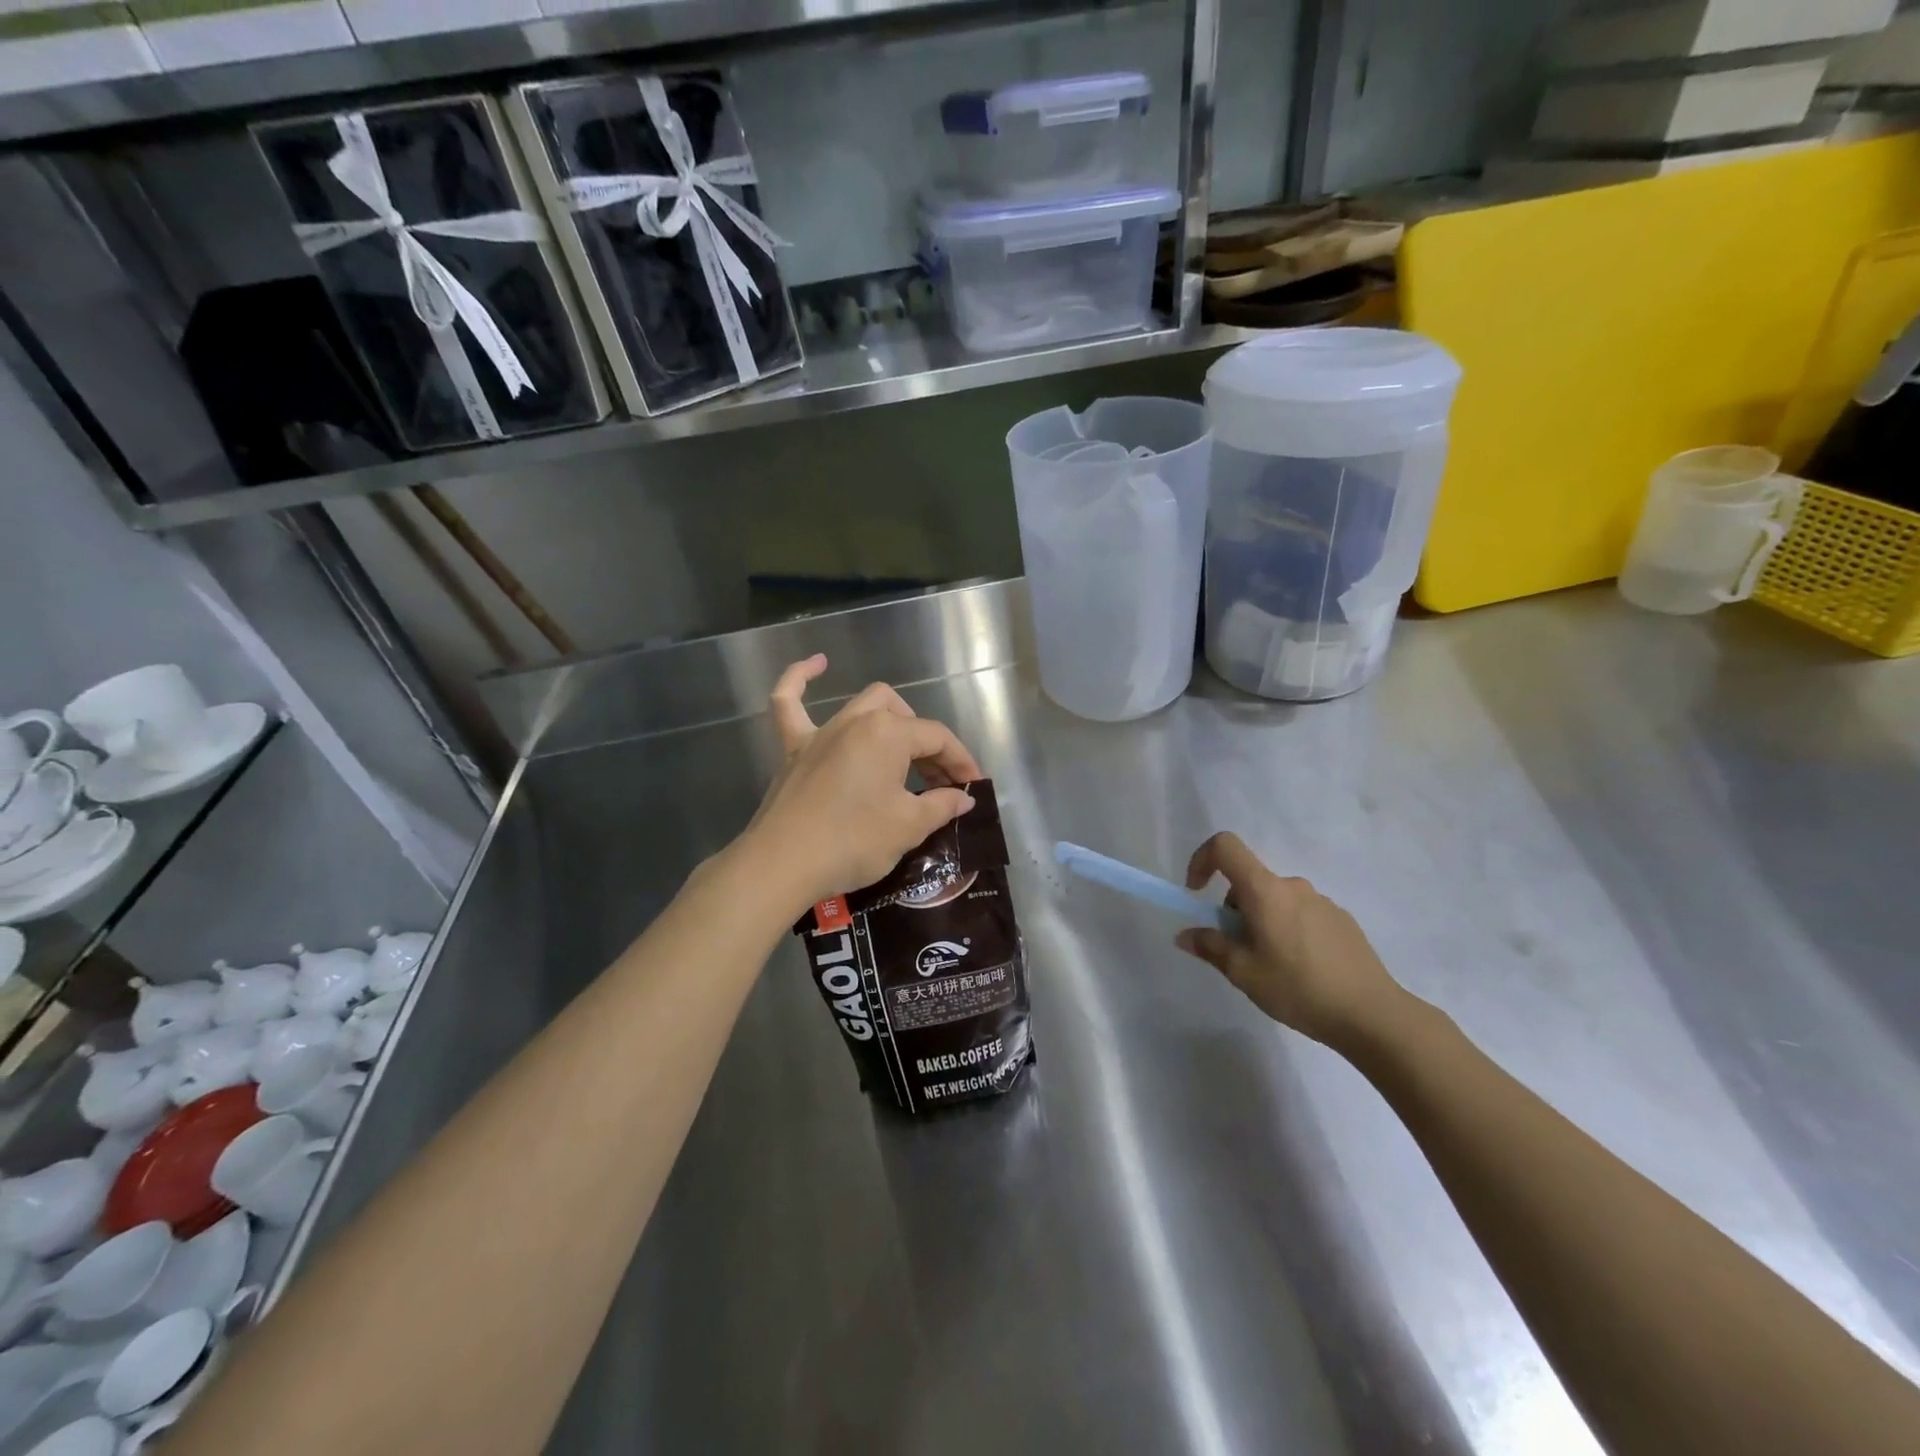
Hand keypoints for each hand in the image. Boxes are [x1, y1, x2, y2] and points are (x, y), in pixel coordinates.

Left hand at [743, 655, 985, 909]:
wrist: (783, 864)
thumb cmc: (853, 841)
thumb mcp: (909, 827)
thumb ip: (941, 805)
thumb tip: (963, 798)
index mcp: (889, 733)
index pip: (937, 738)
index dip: (960, 761)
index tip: (972, 788)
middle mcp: (856, 721)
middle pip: (903, 717)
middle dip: (927, 745)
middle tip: (938, 783)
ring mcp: (821, 732)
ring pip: (862, 705)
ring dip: (889, 719)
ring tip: (904, 748)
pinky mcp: (793, 749)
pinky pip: (789, 703)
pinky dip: (801, 679)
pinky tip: (816, 663)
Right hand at [1176, 832, 1408, 1047]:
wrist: (1373, 1015)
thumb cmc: (1299, 989)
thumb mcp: (1244, 973)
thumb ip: (1211, 947)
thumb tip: (1186, 935)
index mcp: (1265, 891)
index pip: (1225, 847)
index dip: (1202, 860)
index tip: (1197, 893)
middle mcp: (1293, 886)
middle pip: (1249, 881)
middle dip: (1233, 910)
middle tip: (1238, 951)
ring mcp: (1322, 902)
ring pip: (1275, 901)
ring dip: (1261, 922)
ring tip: (1271, 967)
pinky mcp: (1342, 920)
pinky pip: (1301, 914)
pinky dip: (1288, 930)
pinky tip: (1301, 970)